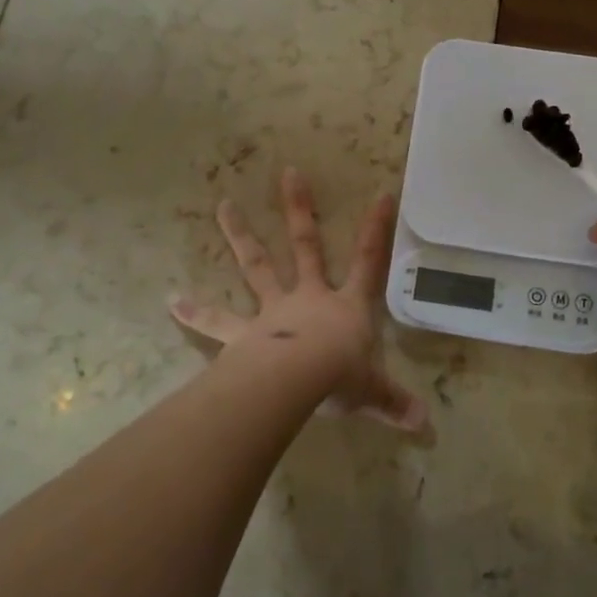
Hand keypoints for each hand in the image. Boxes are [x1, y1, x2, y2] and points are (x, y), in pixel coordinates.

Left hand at [171, 166, 426, 432]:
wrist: (297, 382)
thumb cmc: (340, 379)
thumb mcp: (372, 392)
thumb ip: (394, 403)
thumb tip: (424, 424)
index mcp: (346, 307)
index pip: (369, 262)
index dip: (376, 230)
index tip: (381, 195)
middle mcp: (309, 298)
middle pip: (305, 246)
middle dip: (299, 209)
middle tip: (288, 172)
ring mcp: (273, 311)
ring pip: (257, 267)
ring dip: (240, 236)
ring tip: (223, 205)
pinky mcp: (244, 334)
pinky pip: (218, 322)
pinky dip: (195, 311)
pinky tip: (171, 300)